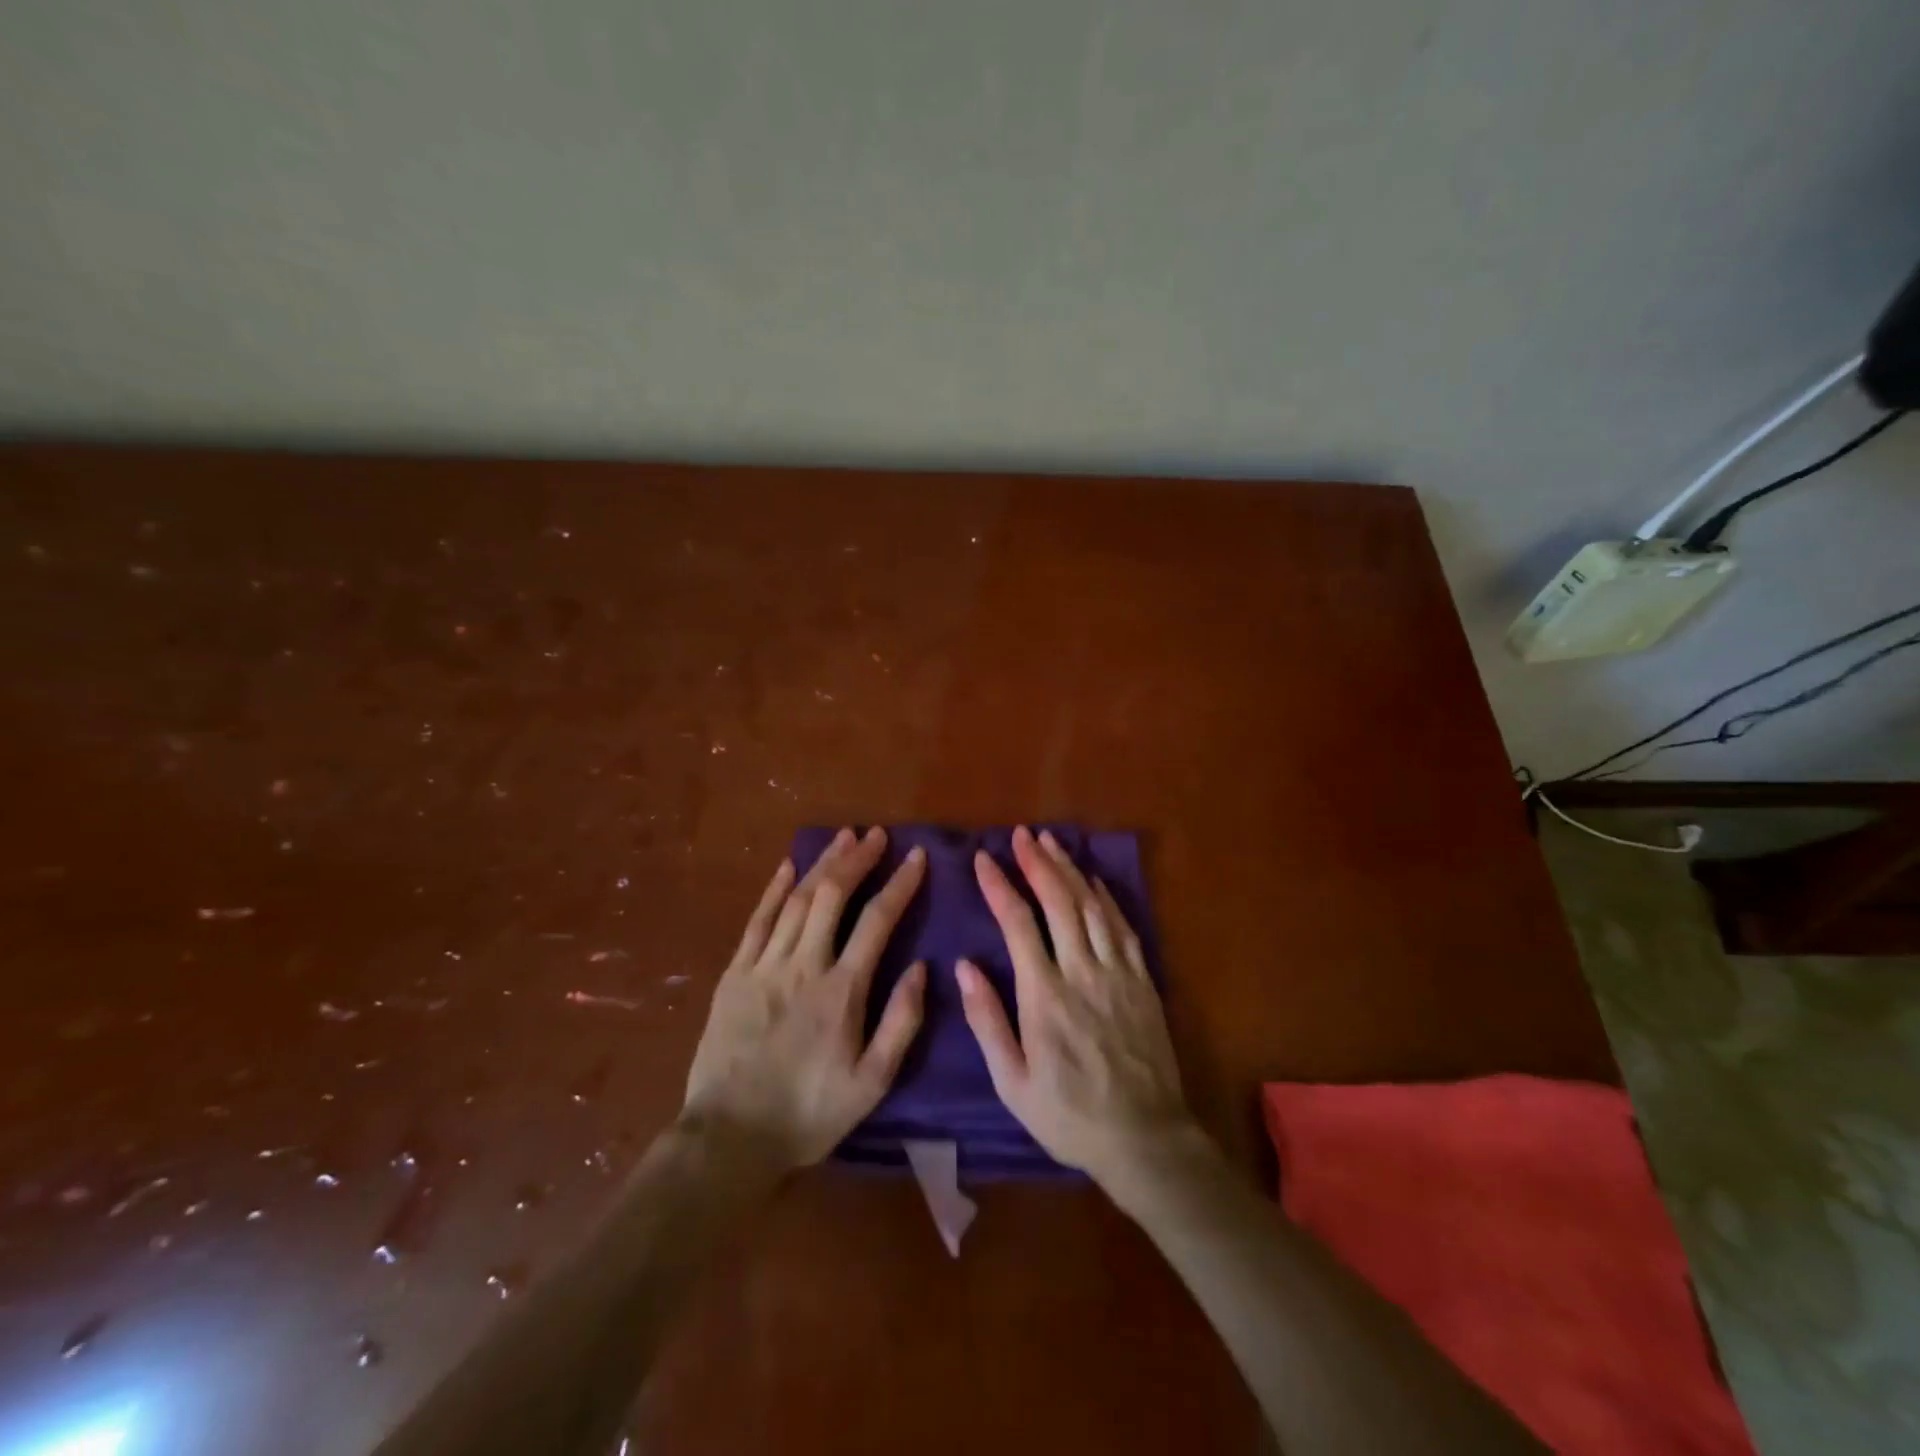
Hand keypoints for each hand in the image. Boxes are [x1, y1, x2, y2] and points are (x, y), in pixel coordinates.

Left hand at [681, 827, 926, 1171]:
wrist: (729, 1140)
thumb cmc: (808, 1114)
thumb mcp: (871, 1083)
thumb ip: (901, 1023)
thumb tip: (922, 968)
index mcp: (842, 990)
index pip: (877, 921)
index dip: (899, 884)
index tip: (916, 857)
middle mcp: (803, 965)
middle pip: (833, 896)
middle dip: (858, 859)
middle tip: (877, 835)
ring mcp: (764, 966)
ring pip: (797, 900)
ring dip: (822, 864)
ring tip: (843, 838)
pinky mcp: (734, 975)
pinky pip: (757, 921)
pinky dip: (774, 890)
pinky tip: (788, 867)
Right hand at [958, 826, 1195, 1185]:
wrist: (1144, 1139)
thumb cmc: (1069, 1116)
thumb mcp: (1013, 1083)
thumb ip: (987, 1021)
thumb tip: (964, 966)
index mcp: (1044, 996)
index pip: (1018, 923)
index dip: (1000, 886)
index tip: (984, 859)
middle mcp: (1081, 973)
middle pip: (1059, 902)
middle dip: (1037, 863)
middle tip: (1022, 834)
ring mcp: (1117, 974)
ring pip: (1092, 907)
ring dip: (1070, 870)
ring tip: (1051, 842)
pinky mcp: (1142, 981)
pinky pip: (1123, 927)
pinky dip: (1106, 898)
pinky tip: (1094, 881)